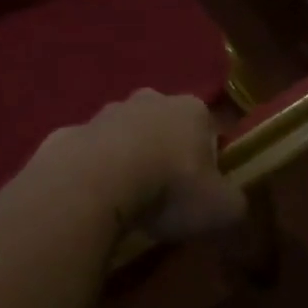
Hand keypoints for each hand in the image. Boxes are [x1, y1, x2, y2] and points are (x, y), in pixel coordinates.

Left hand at [33, 90, 245, 242]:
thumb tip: (233, 209)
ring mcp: (107, 111)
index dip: (209, 159)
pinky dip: (95, 171)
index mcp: (191, 109)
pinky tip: (96, 199)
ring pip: (126, 135)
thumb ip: (235, 205)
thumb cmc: (170, 187)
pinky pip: (91, 153)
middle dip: (166, 152)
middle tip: (166, 194)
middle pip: (165, 125)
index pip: (208, 128)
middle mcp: (149, 99)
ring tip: (129, 200)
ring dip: (128, 158)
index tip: (203, 190)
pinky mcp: (73, 130)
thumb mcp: (222, 209)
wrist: (96, 180)